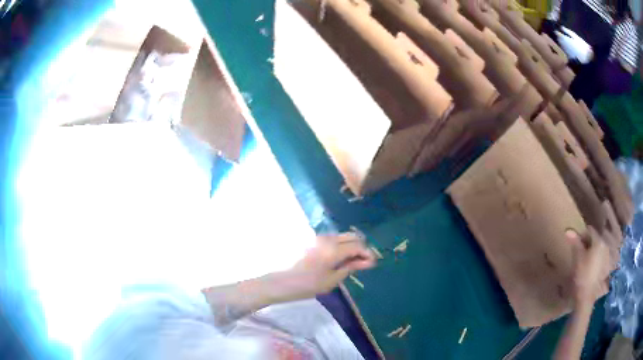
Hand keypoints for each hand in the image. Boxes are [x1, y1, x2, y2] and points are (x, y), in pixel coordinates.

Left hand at [273, 233, 375, 301]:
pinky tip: (341, 258)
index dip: (367, 253)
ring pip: (343, 236)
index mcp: (334, 249)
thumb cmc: (309, 284)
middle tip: (364, 262)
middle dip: (361, 247)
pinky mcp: (315, 240)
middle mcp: (328, 238)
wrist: (283, 282)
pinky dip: (342, 245)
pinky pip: (334, 238)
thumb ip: (351, 266)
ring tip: (353, 262)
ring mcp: (320, 237)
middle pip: (352, 236)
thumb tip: (368, 261)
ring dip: (352, 245)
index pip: (358, 246)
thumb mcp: (333, 279)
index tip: (373, 264)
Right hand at [566, 227, 610, 305]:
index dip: (581, 235)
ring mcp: (606, 257)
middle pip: (595, 239)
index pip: (590, 231)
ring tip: (583, 260)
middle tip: (578, 251)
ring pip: (597, 248)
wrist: (586, 297)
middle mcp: (605, 245)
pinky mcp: (605, 267)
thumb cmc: (582, 275)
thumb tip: (568, 230)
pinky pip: (599, 257)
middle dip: (586, 243)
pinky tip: (589, 267)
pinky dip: (594, 258)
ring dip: (590, 251)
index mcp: (599, 241)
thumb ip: (575, 242)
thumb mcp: (577, 257)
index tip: (574, 243)